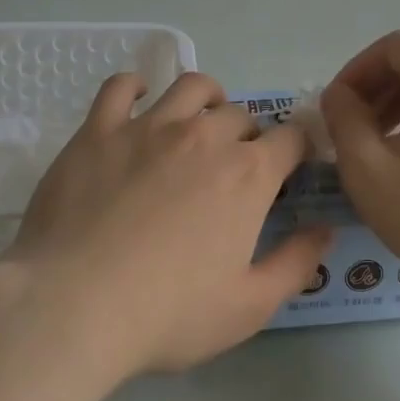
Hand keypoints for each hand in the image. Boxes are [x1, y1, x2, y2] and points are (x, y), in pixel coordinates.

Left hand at [0, 71, 331, 377]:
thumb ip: (295, 264)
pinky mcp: (99, 130)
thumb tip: (325, 231)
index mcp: (247, 174)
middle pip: (241, 114)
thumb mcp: (249, 307)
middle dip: (249, 134)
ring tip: (201, 118)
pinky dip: (135, 87)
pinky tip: (137, 99)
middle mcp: (205, 137)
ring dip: (207, 97)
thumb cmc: (168, 313)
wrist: (73, 306)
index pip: (290, 138)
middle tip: (236, 165)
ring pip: (191, 87)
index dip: (297, 148)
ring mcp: (149, 127)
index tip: (291, 165)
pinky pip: (120, 87)